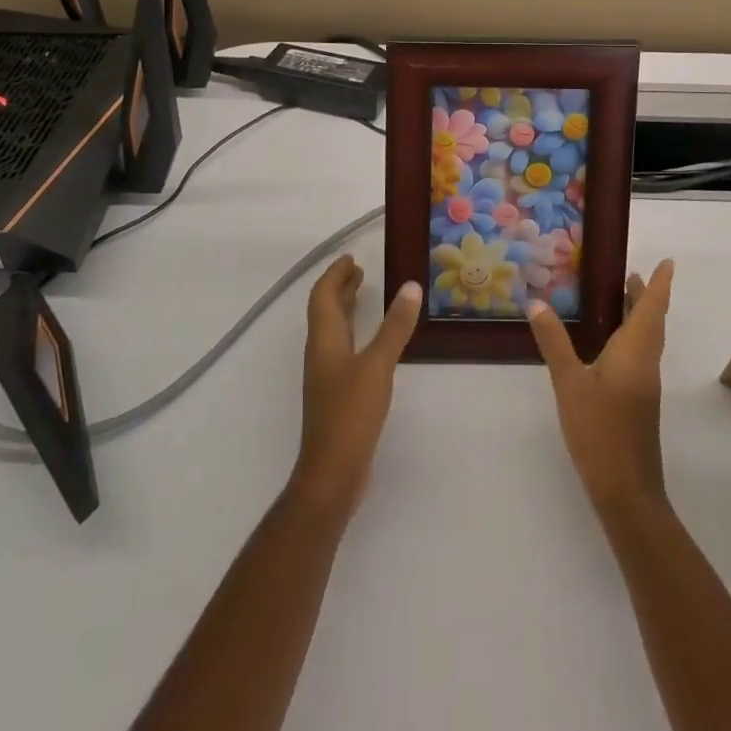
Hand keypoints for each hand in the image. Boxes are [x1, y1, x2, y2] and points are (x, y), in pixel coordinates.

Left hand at [290, 256, 421, 522]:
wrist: (332, 473)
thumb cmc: (350, 414)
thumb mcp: (377, 365)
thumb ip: (395, 327)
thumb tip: (410, 286)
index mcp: (324, 339)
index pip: (322, 295)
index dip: (335, 275)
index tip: (352, 258)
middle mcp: (320, 352)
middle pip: (325, 310)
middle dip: (340, 288)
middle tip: (360, 271)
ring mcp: (326, 375)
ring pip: (333, 330)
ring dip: (346, 309)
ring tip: (365, 295)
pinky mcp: (336, 393)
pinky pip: (342, 348)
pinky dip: (355, 332)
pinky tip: (372, 341)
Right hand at [528, 260, 673, 514]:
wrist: (627, 491)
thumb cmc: (600, 431)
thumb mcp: (570, 383)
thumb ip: (554, 342)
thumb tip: (538, 302)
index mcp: (635, 352)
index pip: (651, 309)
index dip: (659, 285)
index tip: (668, 262)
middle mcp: (645, 363)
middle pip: (652, 322)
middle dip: (647, 297)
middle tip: (634, 274)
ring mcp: (644, 385)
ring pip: (647, 341)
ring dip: (640, 317)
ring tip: (623, 299)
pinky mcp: (638, 402)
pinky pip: (639, 356)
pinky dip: (631, 337)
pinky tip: (610, 345)